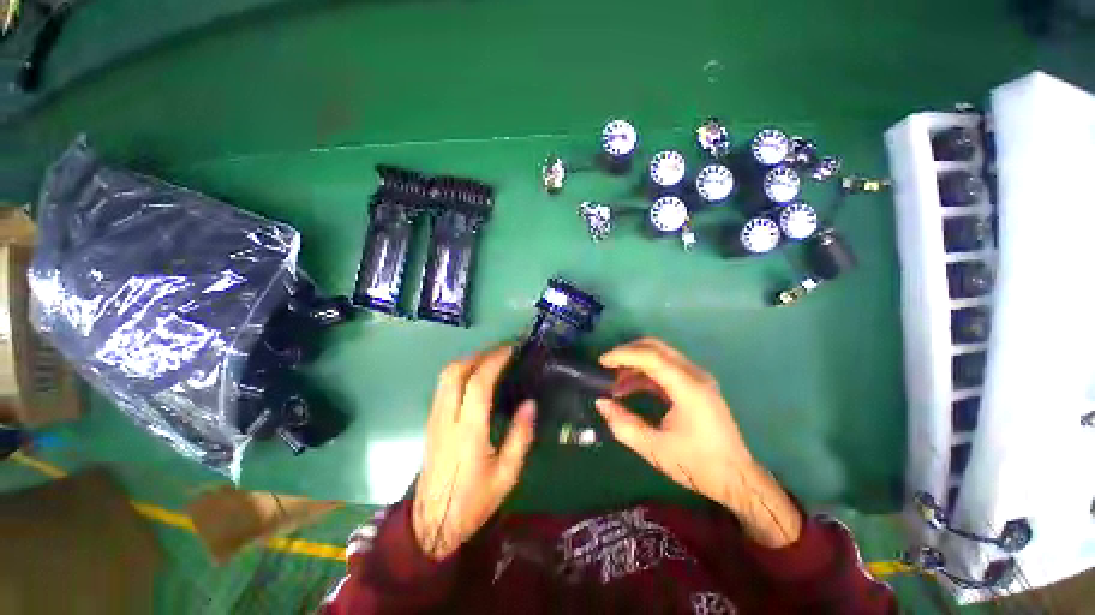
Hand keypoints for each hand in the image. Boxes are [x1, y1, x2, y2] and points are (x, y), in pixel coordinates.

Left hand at [412, 346, 535, 560]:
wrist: (431, 523)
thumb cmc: (473, 501)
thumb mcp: (507, 475)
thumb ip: (520, 436)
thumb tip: (530, 403)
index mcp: (468, 431)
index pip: (478, 383)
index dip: (494, 361)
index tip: (511, 350)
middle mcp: (447, 418)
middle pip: (455, 371)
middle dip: (479, 354)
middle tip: (501, 352)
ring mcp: (435, 418)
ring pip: (445, 376)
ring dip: (468, 360)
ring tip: (491, 359)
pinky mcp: (431, 421)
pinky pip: (443, 386)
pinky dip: (460, 372)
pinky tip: (475, 376)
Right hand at [595, 338, 801, 547]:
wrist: (737, 478)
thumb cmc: (697, 465)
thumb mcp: (654, 449)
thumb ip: (623, 425)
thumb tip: (601, 403)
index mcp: (688, 388)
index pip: (651, 356)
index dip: (623, 355)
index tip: (601, 362)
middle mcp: (694, 375)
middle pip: (656, 348)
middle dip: (628, 353)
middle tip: (607, 367)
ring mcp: (697, 378)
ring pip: (660, 355)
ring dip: (635, 364)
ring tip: (615, 384)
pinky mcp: (695, 385)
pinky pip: (665, 369)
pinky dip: (645, 373)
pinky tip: (631, 388)